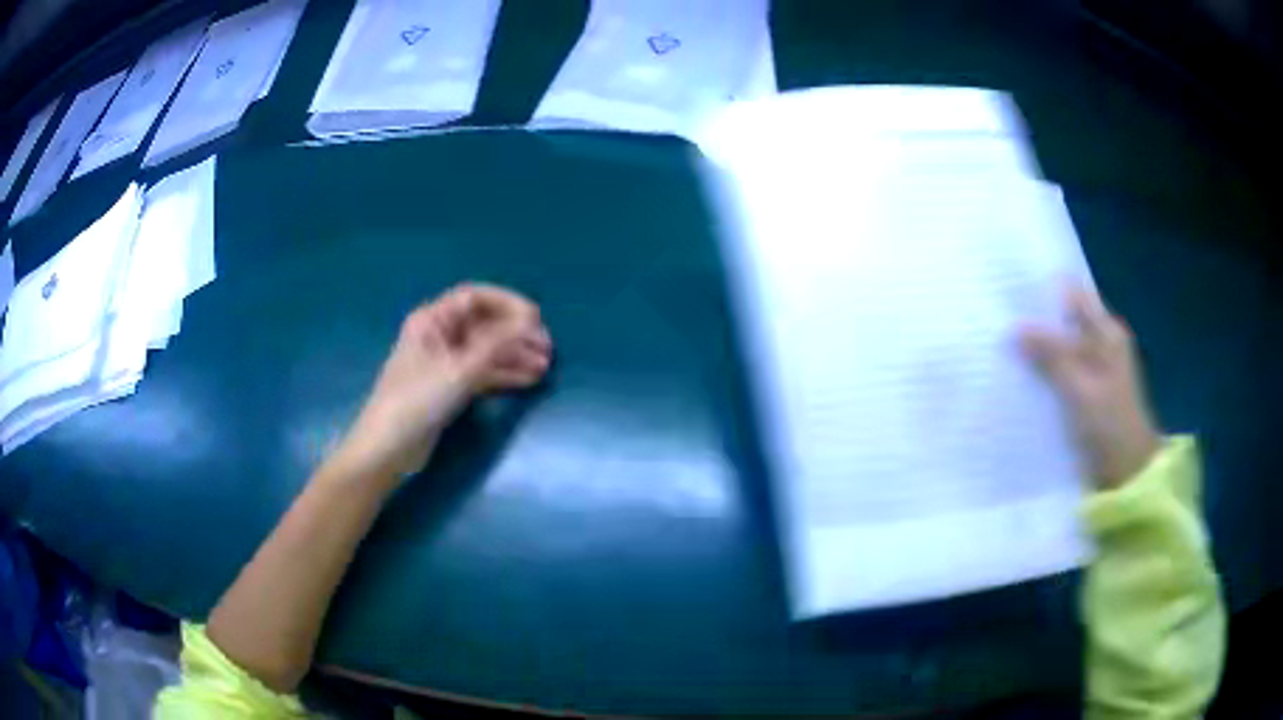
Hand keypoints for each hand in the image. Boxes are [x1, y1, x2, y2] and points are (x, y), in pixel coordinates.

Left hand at [343, 283, 551, 476]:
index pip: (475, 298)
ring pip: (486, 350)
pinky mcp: (449, 387)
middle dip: (516, 334)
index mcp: (432, 320)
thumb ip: (497, 344)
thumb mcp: (459, 370)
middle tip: (547, 348)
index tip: (536, 319)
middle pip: (484, 325)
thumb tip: (530, 322)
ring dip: (514, 356)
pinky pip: (482, 372)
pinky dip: (504, 375)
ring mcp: (444, 363)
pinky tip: (528, 381)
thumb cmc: (417, 400)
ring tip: (544, 368)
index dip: (508, 303)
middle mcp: (439, 336)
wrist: (389, 448)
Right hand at [1020, 286, 1160, 489]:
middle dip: (1034, 319)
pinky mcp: (1086, 391)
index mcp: (1107, 332)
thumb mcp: (1081, 391)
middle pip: (1064, 319)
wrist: (1128, 474)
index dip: (1043, 289)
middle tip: (997, 320)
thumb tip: (1015, 328)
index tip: (1009, 291)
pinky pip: (1060, 371)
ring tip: (1000, 345)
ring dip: (1036, 348)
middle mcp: (1102, 342)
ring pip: (1060, 347)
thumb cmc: (1110, 428)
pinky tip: (1020, 376)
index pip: (1072, 294)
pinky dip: (1043, 371)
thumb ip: (1052, 357)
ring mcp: (1094, 368)